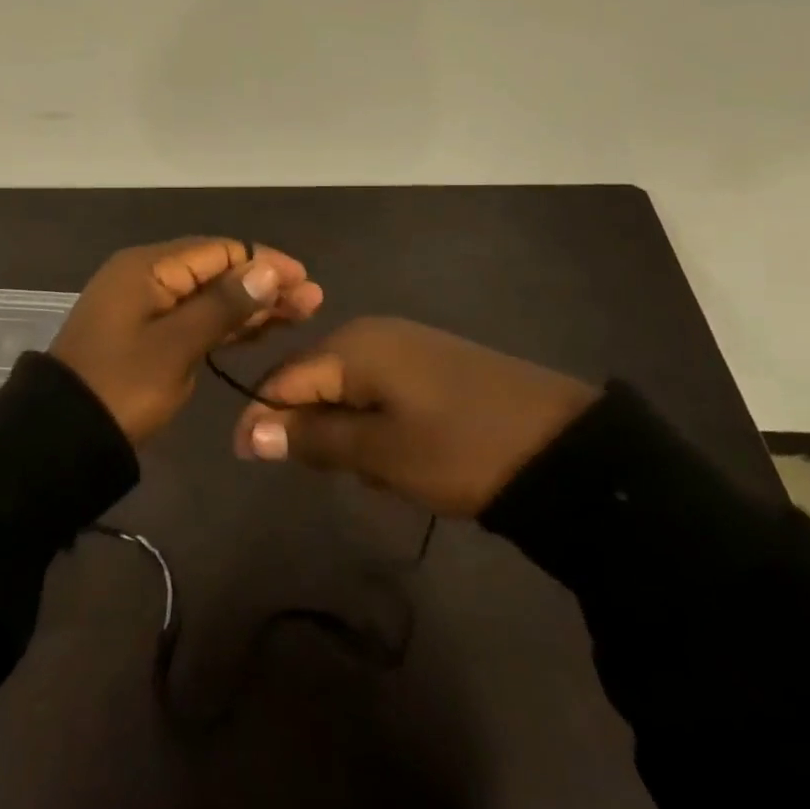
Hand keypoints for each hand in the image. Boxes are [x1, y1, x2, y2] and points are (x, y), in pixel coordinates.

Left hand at [51, 238, 323, 444]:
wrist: (64, 436)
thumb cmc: (122, 386)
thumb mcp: (176, 346)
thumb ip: (223, 305)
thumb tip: (267, 268)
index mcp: (148, 267)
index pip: (218, 251)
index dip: (264, 262)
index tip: (304, 280)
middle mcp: (148, 276)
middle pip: (216, 270)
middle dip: (263, 284)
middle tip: (312, 302)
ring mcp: (147, 305)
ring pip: (209, 296)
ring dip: (250, 304)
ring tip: (300, 314)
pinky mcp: (148, 333)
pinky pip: (195, 317)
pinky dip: (226, 324)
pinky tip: (261, 331)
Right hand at [232, 317, 599, 515]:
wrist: (563, 446)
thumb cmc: (460, 448)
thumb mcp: (381, 451)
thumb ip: (314, 438)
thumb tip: (251, 432)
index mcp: (354, 345)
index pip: (285, 378)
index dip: (262, 417)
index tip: (246, 459)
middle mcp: (374, 333)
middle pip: (315, 381)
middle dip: (314, 429)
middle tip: (337, 475)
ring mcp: (406, 346)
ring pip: (349, 391)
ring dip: (350, 433)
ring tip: (381, 474)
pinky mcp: (431, 364)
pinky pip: (381, 392)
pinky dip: (379, 426)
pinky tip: (407, 458)